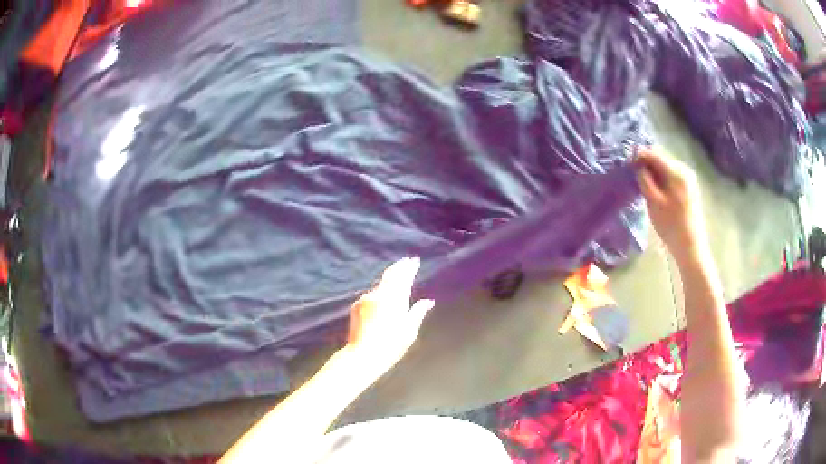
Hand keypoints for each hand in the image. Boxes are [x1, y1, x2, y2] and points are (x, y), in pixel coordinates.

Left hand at [344, 257, 434, 376]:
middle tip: (406, 261)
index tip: (415, 261)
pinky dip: (379, 292)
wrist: (362, 355)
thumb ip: (418, 312)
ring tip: (396, 275)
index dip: (409, 268)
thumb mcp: (410, 330)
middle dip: (399, 267)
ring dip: (389, 279)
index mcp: (395, 299)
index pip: (403, 278)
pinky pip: (371, 294)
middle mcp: (380, 294)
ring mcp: (366, 299)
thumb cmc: (391, 345)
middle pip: (390, 275)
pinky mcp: (357, 305)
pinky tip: (382, 295)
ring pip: (380, 284)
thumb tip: (428, 301)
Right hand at [636, 148, 707, 259]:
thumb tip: (637, 164)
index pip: (654, 154)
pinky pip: (672, 175)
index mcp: (676, 171)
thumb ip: (644, 179)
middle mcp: (684, 169)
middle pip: (661, 158)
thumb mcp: (653, 201)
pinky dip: (662, 178)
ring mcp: (689, 178)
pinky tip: (657, 190)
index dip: (639, 156)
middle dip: (647, 164)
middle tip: (634, 175)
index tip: (627, 164)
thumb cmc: (670, 225)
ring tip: (644, 183)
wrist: (690, 246)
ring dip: (654, 172)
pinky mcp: (689, 187)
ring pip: (666, 167)